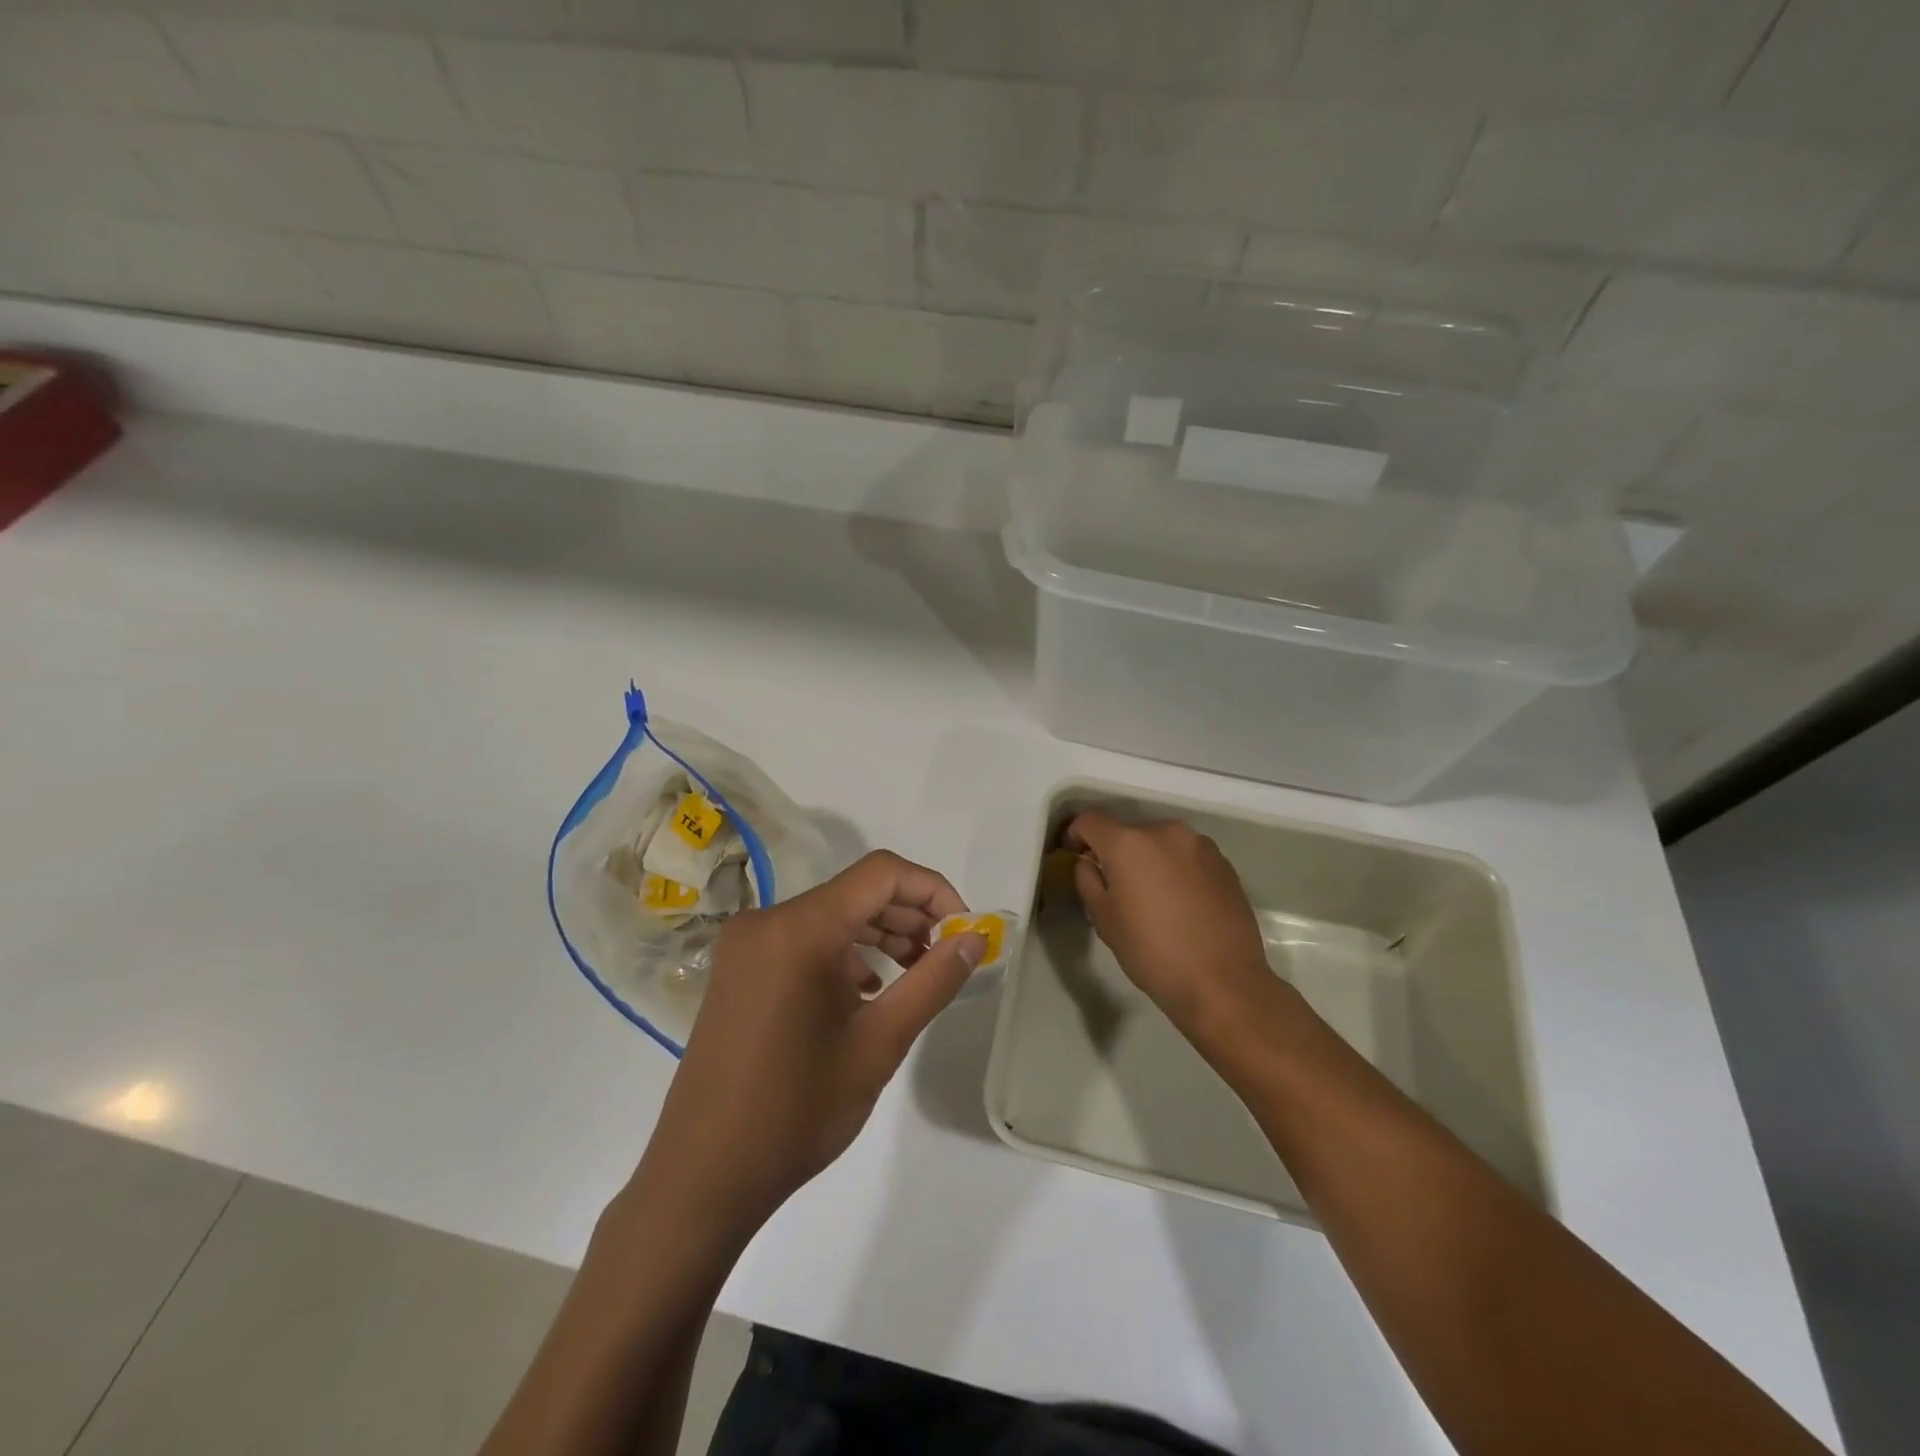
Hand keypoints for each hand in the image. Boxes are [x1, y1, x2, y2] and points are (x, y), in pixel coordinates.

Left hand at [630, 851, 986, 1241]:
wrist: (703, 1176)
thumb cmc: (797, 1111)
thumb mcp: (880, 1043)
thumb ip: (933, 981)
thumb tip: (976, 938)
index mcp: (800, 928)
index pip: (881, 873)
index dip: (932, 889)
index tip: (964, 928)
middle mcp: (767, 920)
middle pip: (855, 891)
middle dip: (909, 915)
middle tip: (946, 956)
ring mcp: (747, 944)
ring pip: (831, 914)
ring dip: (879, 934)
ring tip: (915, 973)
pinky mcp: (739, 968)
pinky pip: (803, 939)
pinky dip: (844, 952)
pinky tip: (867, 991)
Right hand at [1065, 810, 1278, 1037]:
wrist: (1223, 983)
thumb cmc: (1153, 952)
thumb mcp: (1104, 920)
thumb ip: (1088, 880)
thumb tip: (1090, 863)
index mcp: (1129, 843)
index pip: (1090, 821)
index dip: (1075, 834)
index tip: (1074, 854)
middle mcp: (1165, 832)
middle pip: (1129, 831)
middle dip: (1116, 852)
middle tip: (1115, 885)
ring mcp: (1200, 845)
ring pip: (1161, 844)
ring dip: (1149, 860)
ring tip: (1152, 897)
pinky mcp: (1225, 864)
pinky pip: (1188, 857)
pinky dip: (1176, 870)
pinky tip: (1181, 904)